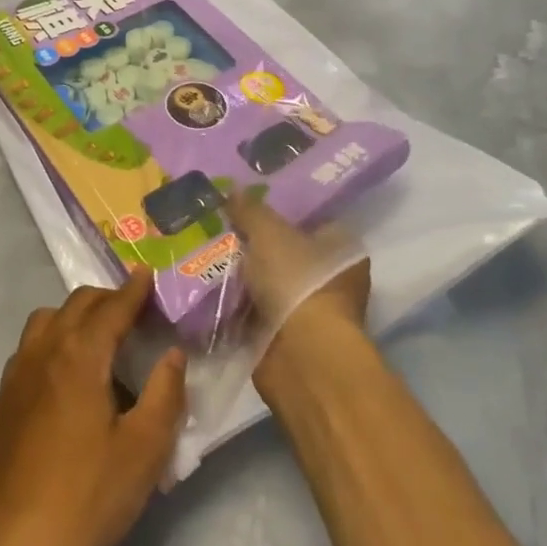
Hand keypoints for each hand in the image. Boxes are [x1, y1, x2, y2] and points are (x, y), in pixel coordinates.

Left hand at [0, 270, 186, 545]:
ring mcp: (18, 372)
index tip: (148, 274)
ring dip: (77, 315)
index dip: (133, 290)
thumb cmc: (88, 496)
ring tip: (102, 339)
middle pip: (77, 304)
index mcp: (80, 355)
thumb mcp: (144, 450)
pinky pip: (32, 345)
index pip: (111, 308)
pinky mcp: (5, 397)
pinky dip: (55, 337)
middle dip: (108, 299)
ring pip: (48, 319)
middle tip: (136, 312)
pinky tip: (69, 372)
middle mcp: (45, 350)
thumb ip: (164, 394)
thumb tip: (173, 354)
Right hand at [226, 191, 370, 393]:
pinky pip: (253, 312)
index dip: (280, 210)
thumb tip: (231, 189)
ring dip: (242, 276)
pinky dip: (234, 305)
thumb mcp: (268, 232)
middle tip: (220, 226)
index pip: (310, 220)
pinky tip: (206, 286)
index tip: (247, 202)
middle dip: (254, 244)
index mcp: (342, 248)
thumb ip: (249, 209)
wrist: (301, 356)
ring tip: (204, 252)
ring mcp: (308, 311)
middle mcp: (331, 278)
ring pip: (267, 282)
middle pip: (285, 252)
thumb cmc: (298, 281)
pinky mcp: (285, 338)